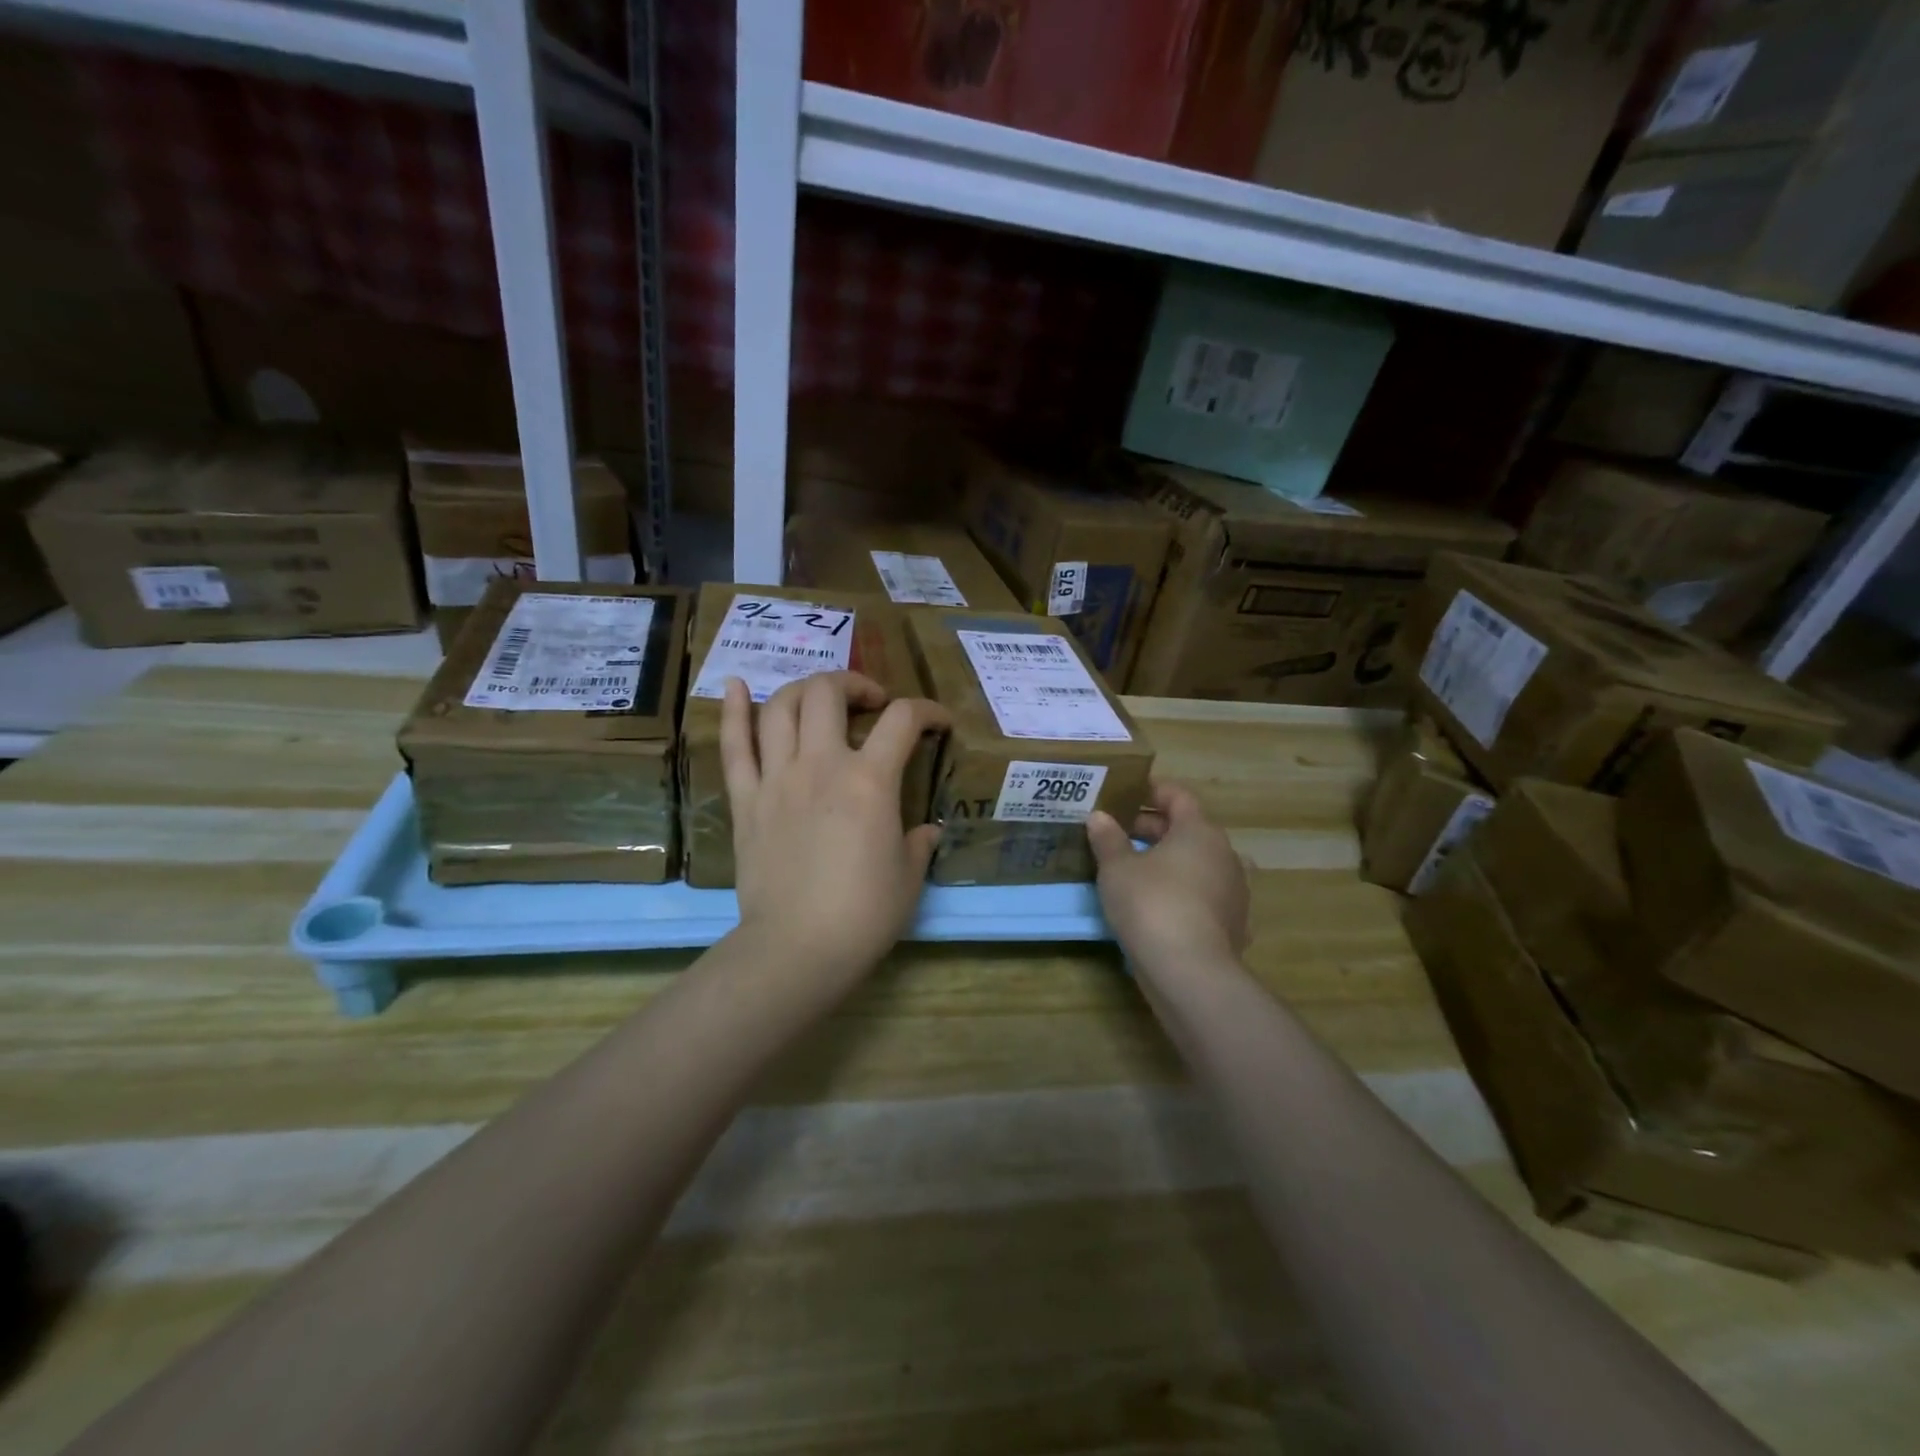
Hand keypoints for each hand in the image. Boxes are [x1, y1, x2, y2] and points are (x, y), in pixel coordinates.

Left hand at [719, 672, 949, 987]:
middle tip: (871, 704)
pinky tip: (738, 685)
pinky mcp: (745, 800)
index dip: (928, 710)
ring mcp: (776, 779)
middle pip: (828, 693)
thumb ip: (920, 842)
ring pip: (781, 707)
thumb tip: (927, 831)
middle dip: (855, 684)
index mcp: (870, 781)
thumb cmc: (864, 914)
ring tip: (820, 701)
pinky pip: (734, 746)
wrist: (797, 949)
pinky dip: (734, 710)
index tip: (939, 723)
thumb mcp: (910, 876)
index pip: (903, 720)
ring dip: (804, 691)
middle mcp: (820, 765)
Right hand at [1086, 780, 1248, 968]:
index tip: (1127, 794)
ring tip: (1138, 871)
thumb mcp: (1117, 869)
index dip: (1152, 791)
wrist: (1190, 972)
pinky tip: (1162, 906)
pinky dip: (1185, 893)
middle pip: (1189, 830)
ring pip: (1199, 864)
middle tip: (1119, 834)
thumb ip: (1108, 839)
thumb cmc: (1151, 905)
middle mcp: (1225, 854)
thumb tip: (1099, 817)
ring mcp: (1235, 891)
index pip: (1178, 796)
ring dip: (1171, 862)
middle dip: (1154, 829)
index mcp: (1199, 831)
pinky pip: (1205, 897)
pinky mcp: (1235, 925)